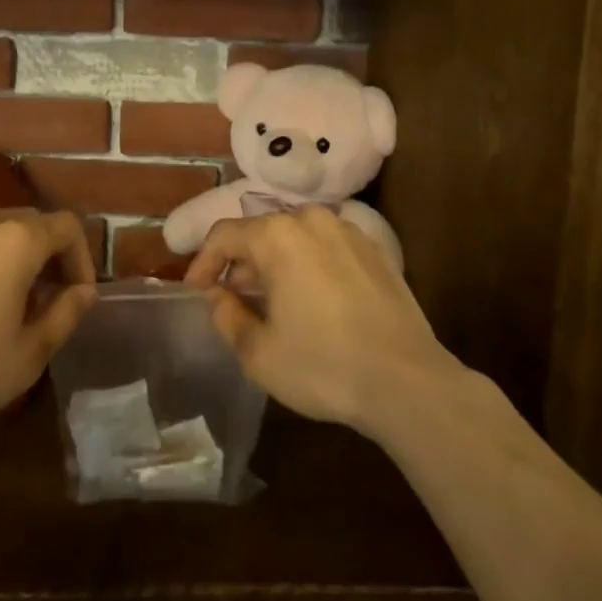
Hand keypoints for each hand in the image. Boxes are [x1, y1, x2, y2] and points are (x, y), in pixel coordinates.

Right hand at [185, 206, 457, 436]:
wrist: (407, 380)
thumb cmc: (323, 365)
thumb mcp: (259, 353)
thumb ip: (226, 316)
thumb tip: (215, 294)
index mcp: (276, 235)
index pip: (224, 235)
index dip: (203, 262)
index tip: (195, 292)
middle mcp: (310, 219)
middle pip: (260, 232)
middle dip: (240, 264)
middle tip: (231, 300)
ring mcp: (347, 231)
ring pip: (294, 238)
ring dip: (274, 264)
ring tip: (270, 302)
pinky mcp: (374, 250)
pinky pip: (325, 247)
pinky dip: (307, 265)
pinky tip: (311, 301)